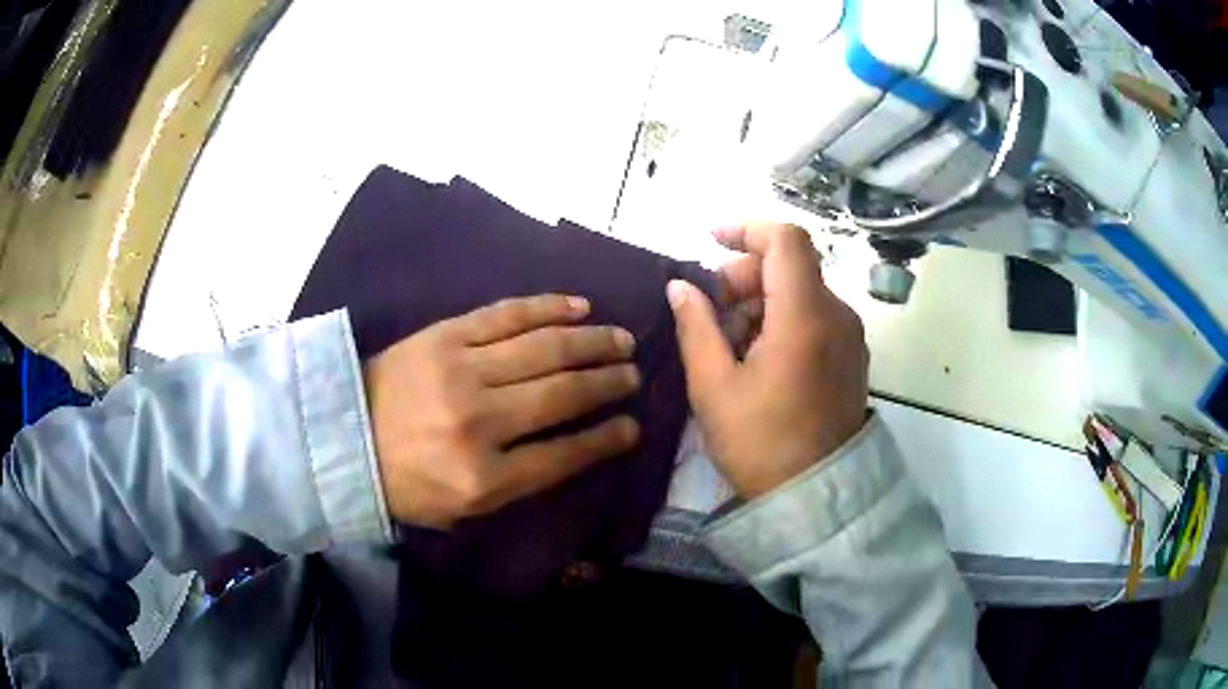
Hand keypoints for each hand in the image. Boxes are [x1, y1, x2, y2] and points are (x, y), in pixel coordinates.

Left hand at [364, 295, 641, 528]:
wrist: (343, 436)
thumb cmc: (405, 481)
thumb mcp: (461, 507)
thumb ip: (518, 482)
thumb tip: (576, 447)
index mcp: (483, 478)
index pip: (564, 455)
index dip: (605, 439)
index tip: (633, 426)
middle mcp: (480, 422)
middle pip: (562, 395)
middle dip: (607, 383)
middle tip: (633, 374)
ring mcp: (462, 372)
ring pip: (544, 349)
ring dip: (590, 342)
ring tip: (620, 339)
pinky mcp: (446, 335)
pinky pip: (507, 315)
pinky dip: (548, 308)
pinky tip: (579, 306)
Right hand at [668, 223, 868, 497]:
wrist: (816, 497)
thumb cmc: (761, 443)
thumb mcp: (714, 387)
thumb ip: (696, 326)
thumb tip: (681, 286)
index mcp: (805, 316)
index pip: (785, 239)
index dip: (746, 229)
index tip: (710, 241)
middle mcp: (837, 315)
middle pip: (791, 265)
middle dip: (744, 274)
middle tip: (709, 309)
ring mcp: (850, 336)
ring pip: (802, 291)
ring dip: (760, 299)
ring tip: (728, 341)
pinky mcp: (852, 356)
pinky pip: (815, 316)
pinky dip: (782, 318)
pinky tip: (757, 355)